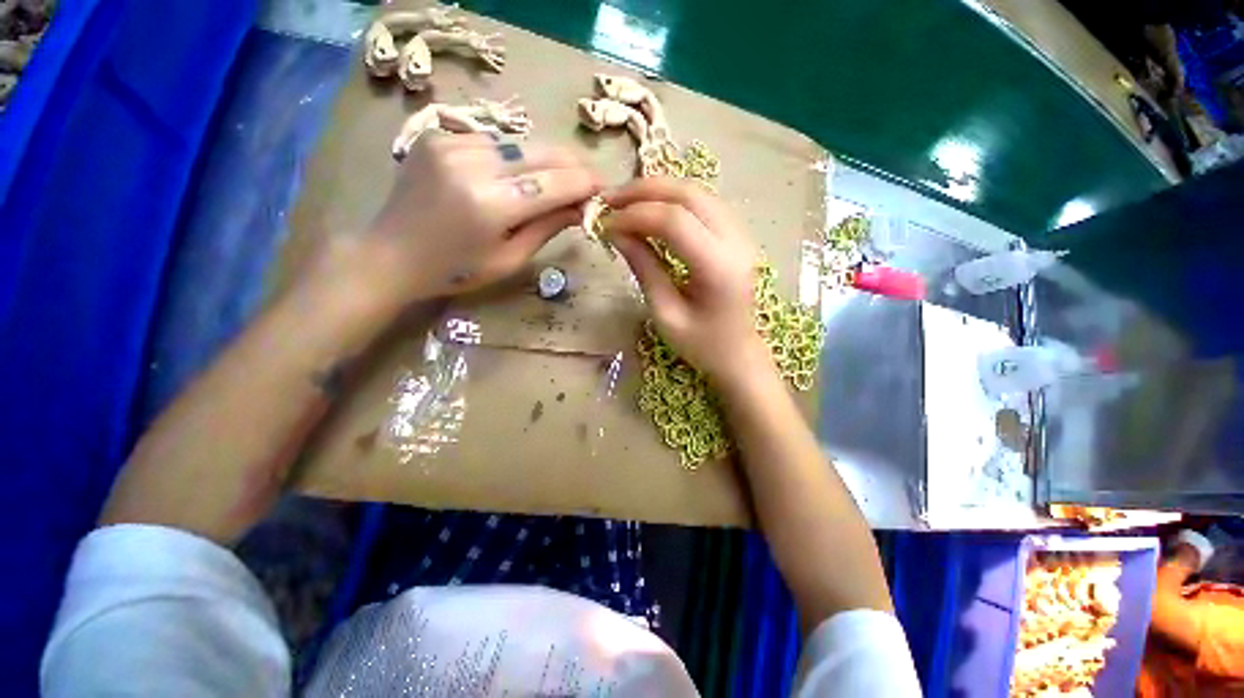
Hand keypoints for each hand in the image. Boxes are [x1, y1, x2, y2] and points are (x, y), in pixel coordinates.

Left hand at [362, 132, 599, 304]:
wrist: (391, 254)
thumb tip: (581, 207)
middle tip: (589, 179)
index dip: (584, 182)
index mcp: (490, 204)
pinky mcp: (438, 135)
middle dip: (571, 165)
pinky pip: (492, 142)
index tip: (604, 186)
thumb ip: (548, 228)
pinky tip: (513, 175)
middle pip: (539, 152)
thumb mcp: (510, 260)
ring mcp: (451, 143)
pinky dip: (512, 157)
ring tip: (554, 180)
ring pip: (518, 143)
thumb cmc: (457, 270)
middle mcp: (472, 163)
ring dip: (543, 161)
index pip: (554, 182)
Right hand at [605, 178, 769, 387]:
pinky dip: (673, 200)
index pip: (675, 221)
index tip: (606, 224)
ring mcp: (742, 235)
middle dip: (644, 191)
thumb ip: (643, 268)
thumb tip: (615, 232)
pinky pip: (704, 203)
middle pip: (689, 194)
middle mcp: (737, 242)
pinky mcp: (738, 235)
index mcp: (719, 268)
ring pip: (698, 192)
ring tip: (625, 202)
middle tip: (610, 200)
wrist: (738, 353)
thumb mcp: (665, 313)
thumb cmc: (701, 345)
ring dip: (658, 190)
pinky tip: (651, 209)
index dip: (635, 215)